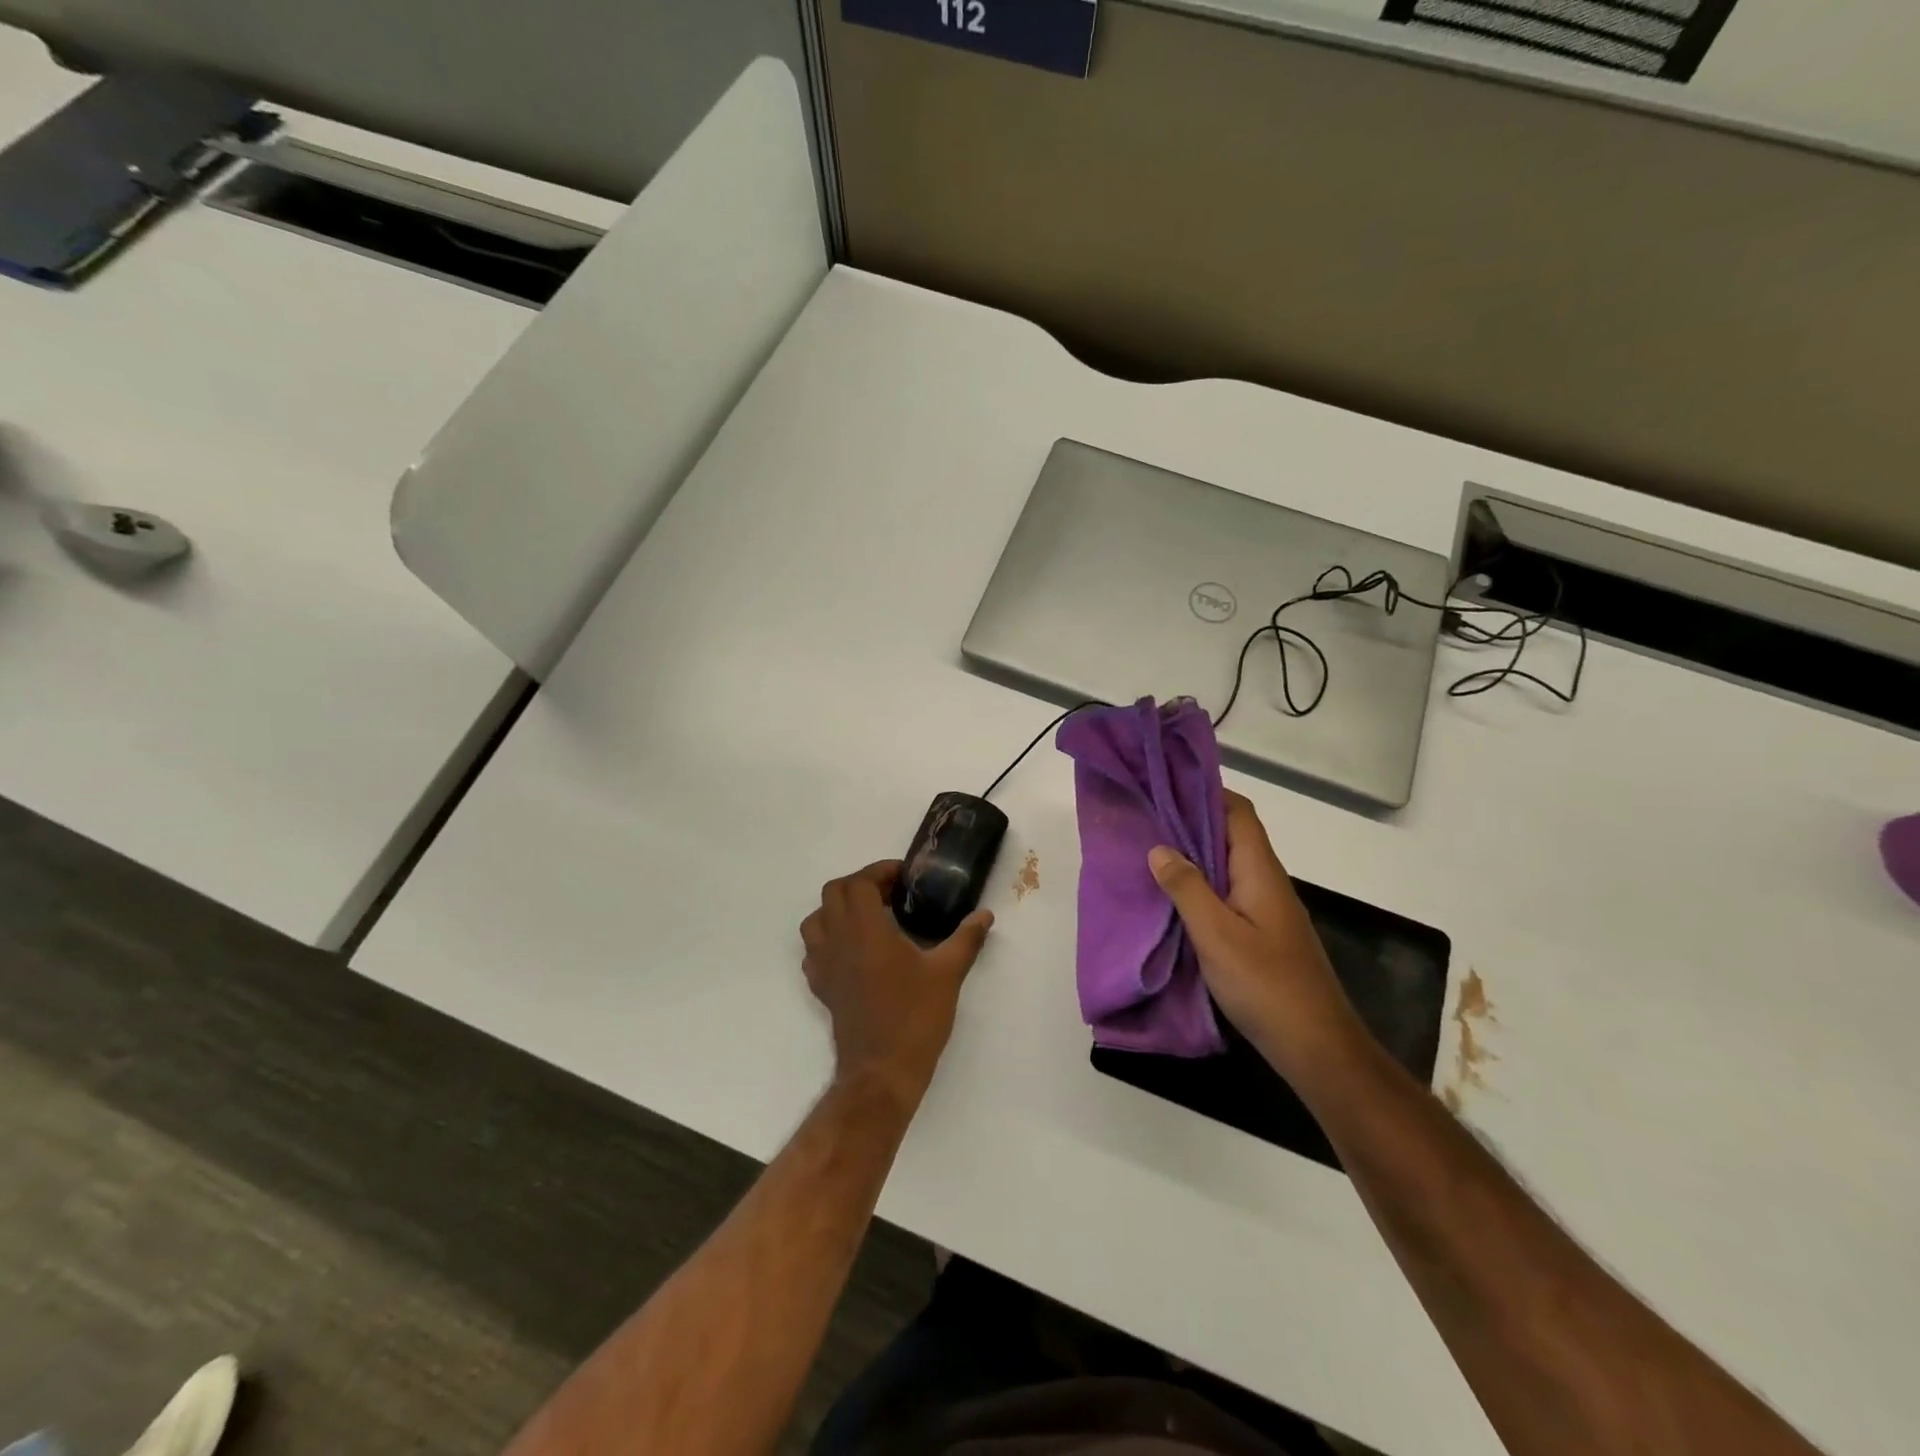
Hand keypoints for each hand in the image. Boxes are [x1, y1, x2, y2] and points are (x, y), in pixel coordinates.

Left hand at [800, 862, 993, 1100]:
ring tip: (869, 918)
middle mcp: (838, 940)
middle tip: (890, 894)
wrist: (881, 1071)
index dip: (879, 872)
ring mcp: (824, 965)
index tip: (904, 878)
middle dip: (860, 885)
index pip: (859, 882)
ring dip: (837, 910)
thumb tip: (985, 915)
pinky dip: (828, 940)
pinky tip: (853, 952)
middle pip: (833, 893)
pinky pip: (813, 951)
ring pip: (816, 920)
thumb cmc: (914, 1017)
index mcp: (866, 930)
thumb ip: (966, 939)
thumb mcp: (948, 973)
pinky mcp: (821, 988)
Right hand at [1148, 793, 1358, 1072]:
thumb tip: (1160, 848)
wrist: (1317, 1047)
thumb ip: (1187, 888)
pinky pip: (1228, 893)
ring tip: (1151, 850)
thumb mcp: (1217, 935)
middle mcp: (1267, 882)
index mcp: (1260, 872)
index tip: (1166, 785)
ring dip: (1194, 854)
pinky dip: (1201, 885)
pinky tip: (1174, 898)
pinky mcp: (1263, 934)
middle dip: (1192, 821)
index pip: (1238, 813)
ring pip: (1228, 866)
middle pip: (1232, 835)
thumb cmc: (1266, 985)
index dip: (1206, 792)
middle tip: (1147, 815)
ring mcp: (1267, 909)